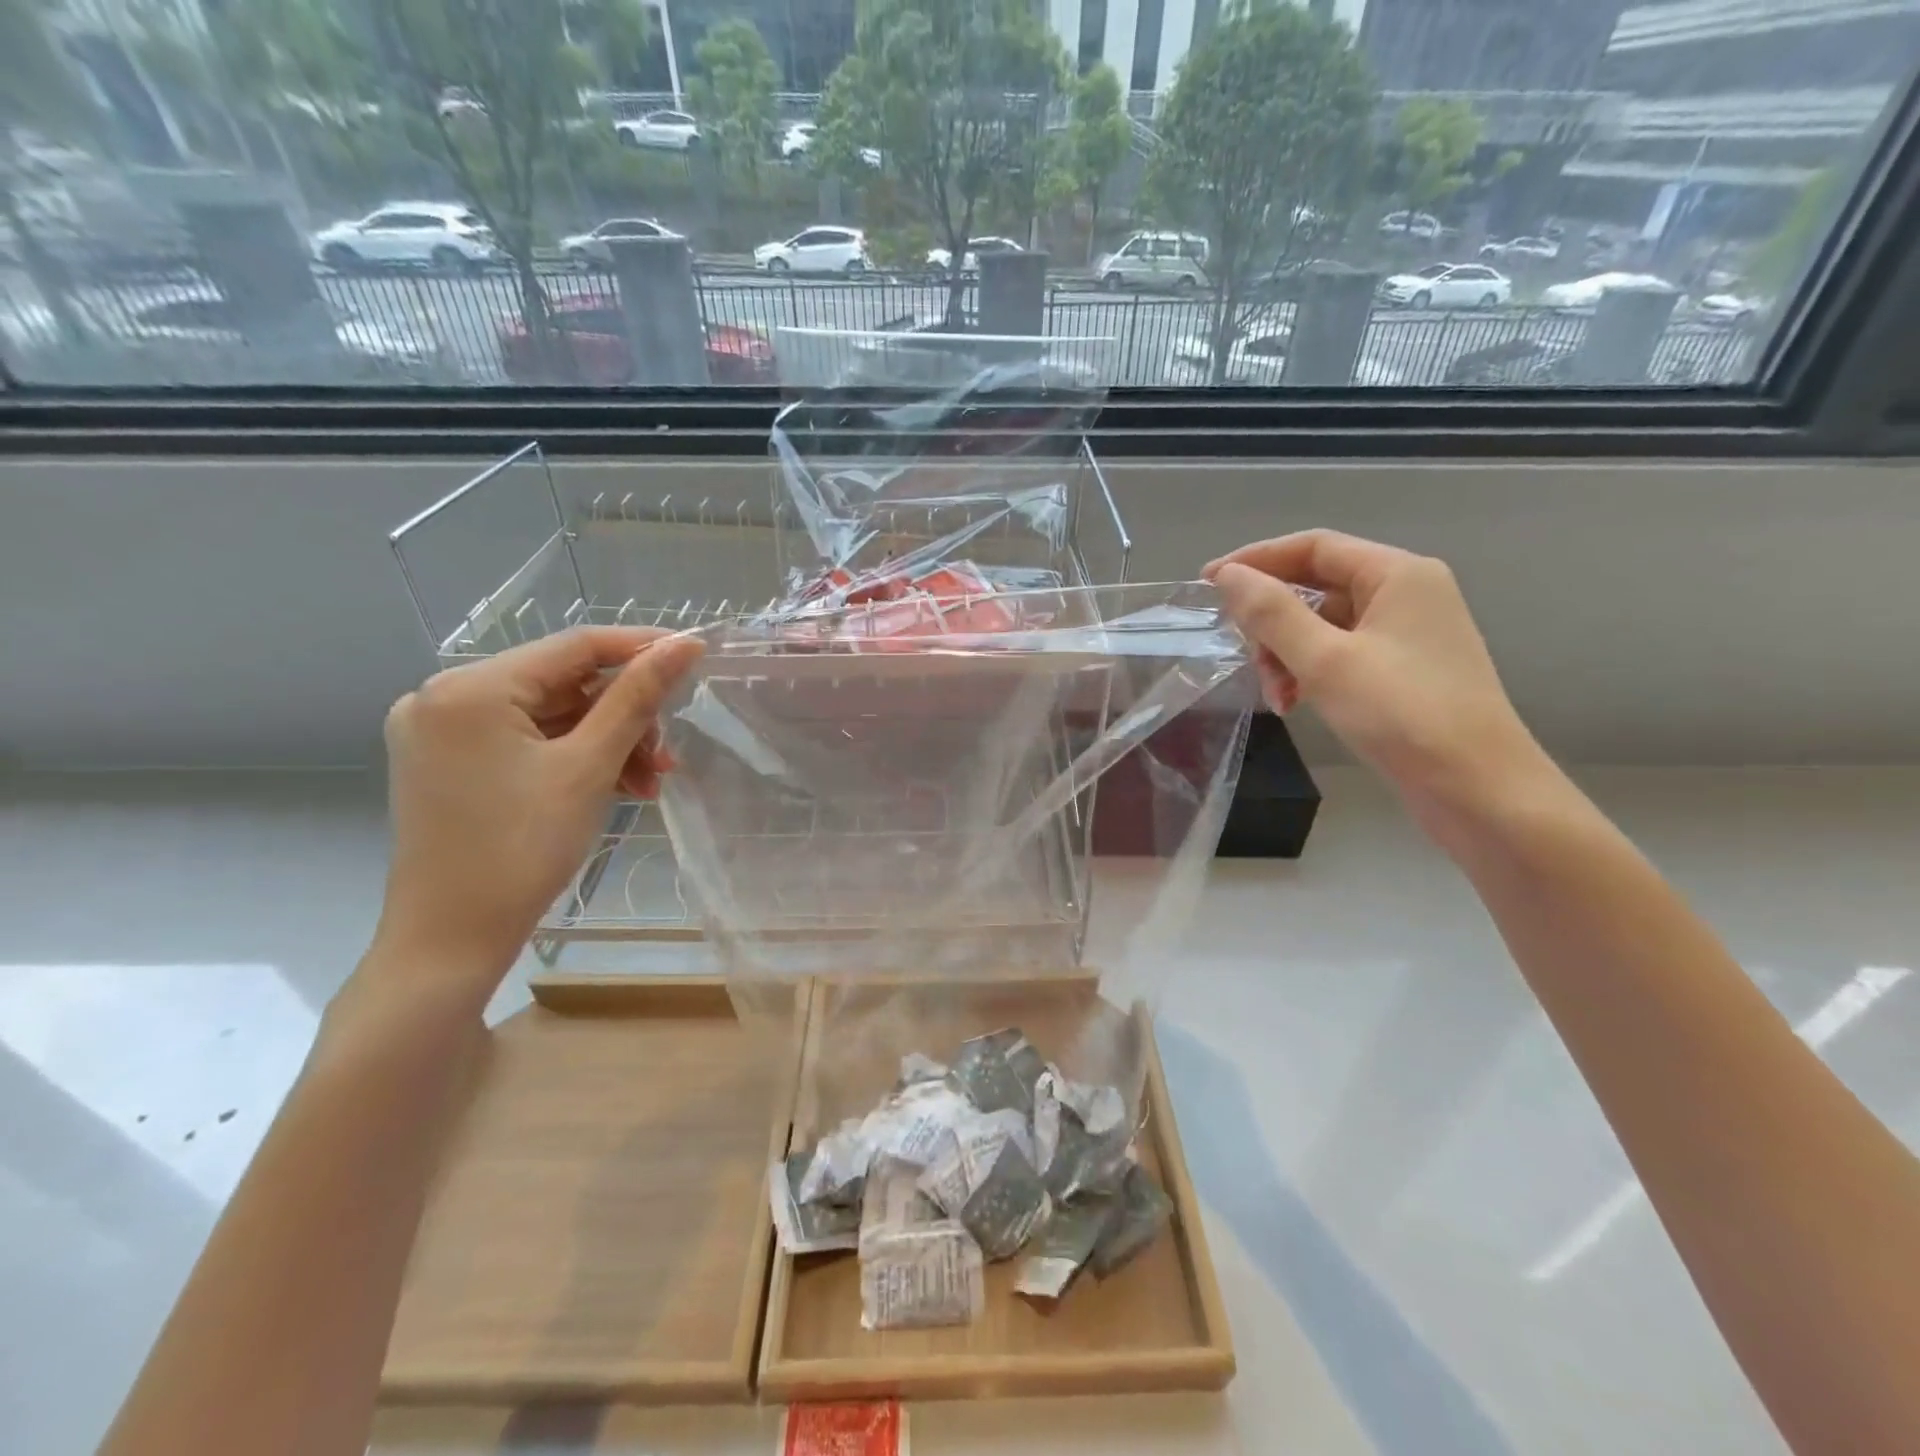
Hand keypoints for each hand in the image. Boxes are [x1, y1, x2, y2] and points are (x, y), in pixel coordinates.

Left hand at [374, 627, 704, 990]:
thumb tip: (685, 644)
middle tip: (666, 755)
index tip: (694, 656)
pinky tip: (613, 787)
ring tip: (647, 783)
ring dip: (605, 742)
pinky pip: (526, 741)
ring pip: (548, 716)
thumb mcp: (589, 767)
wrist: (451, 940)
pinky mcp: (447, 763)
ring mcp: (441, 732)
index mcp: (470, 688)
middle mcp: (444, 697)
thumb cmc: (522, 850)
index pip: (574, 646)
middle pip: (561, 684)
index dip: (640, 647)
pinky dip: (572, 758)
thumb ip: (638, 698)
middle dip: (623, 716)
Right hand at [1204, 530, 1544, 806]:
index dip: (1256, 560)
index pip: (1313, 547)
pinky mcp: (1403, 670)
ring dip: (1287, 653)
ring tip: (1274, 694)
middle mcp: (1406, 593)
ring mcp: (1407, 633)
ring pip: (1324, 625)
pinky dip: (1310, 671)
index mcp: (1397, 574)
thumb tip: (1228, 576)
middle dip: (1272, 620)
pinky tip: (1294, 703)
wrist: (1477, 789)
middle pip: (1317, 586)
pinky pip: (1340, 653)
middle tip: (1244, 655)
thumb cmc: (1402, 714)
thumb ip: (1271, 613)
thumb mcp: (1324, 660)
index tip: (1208, 584)